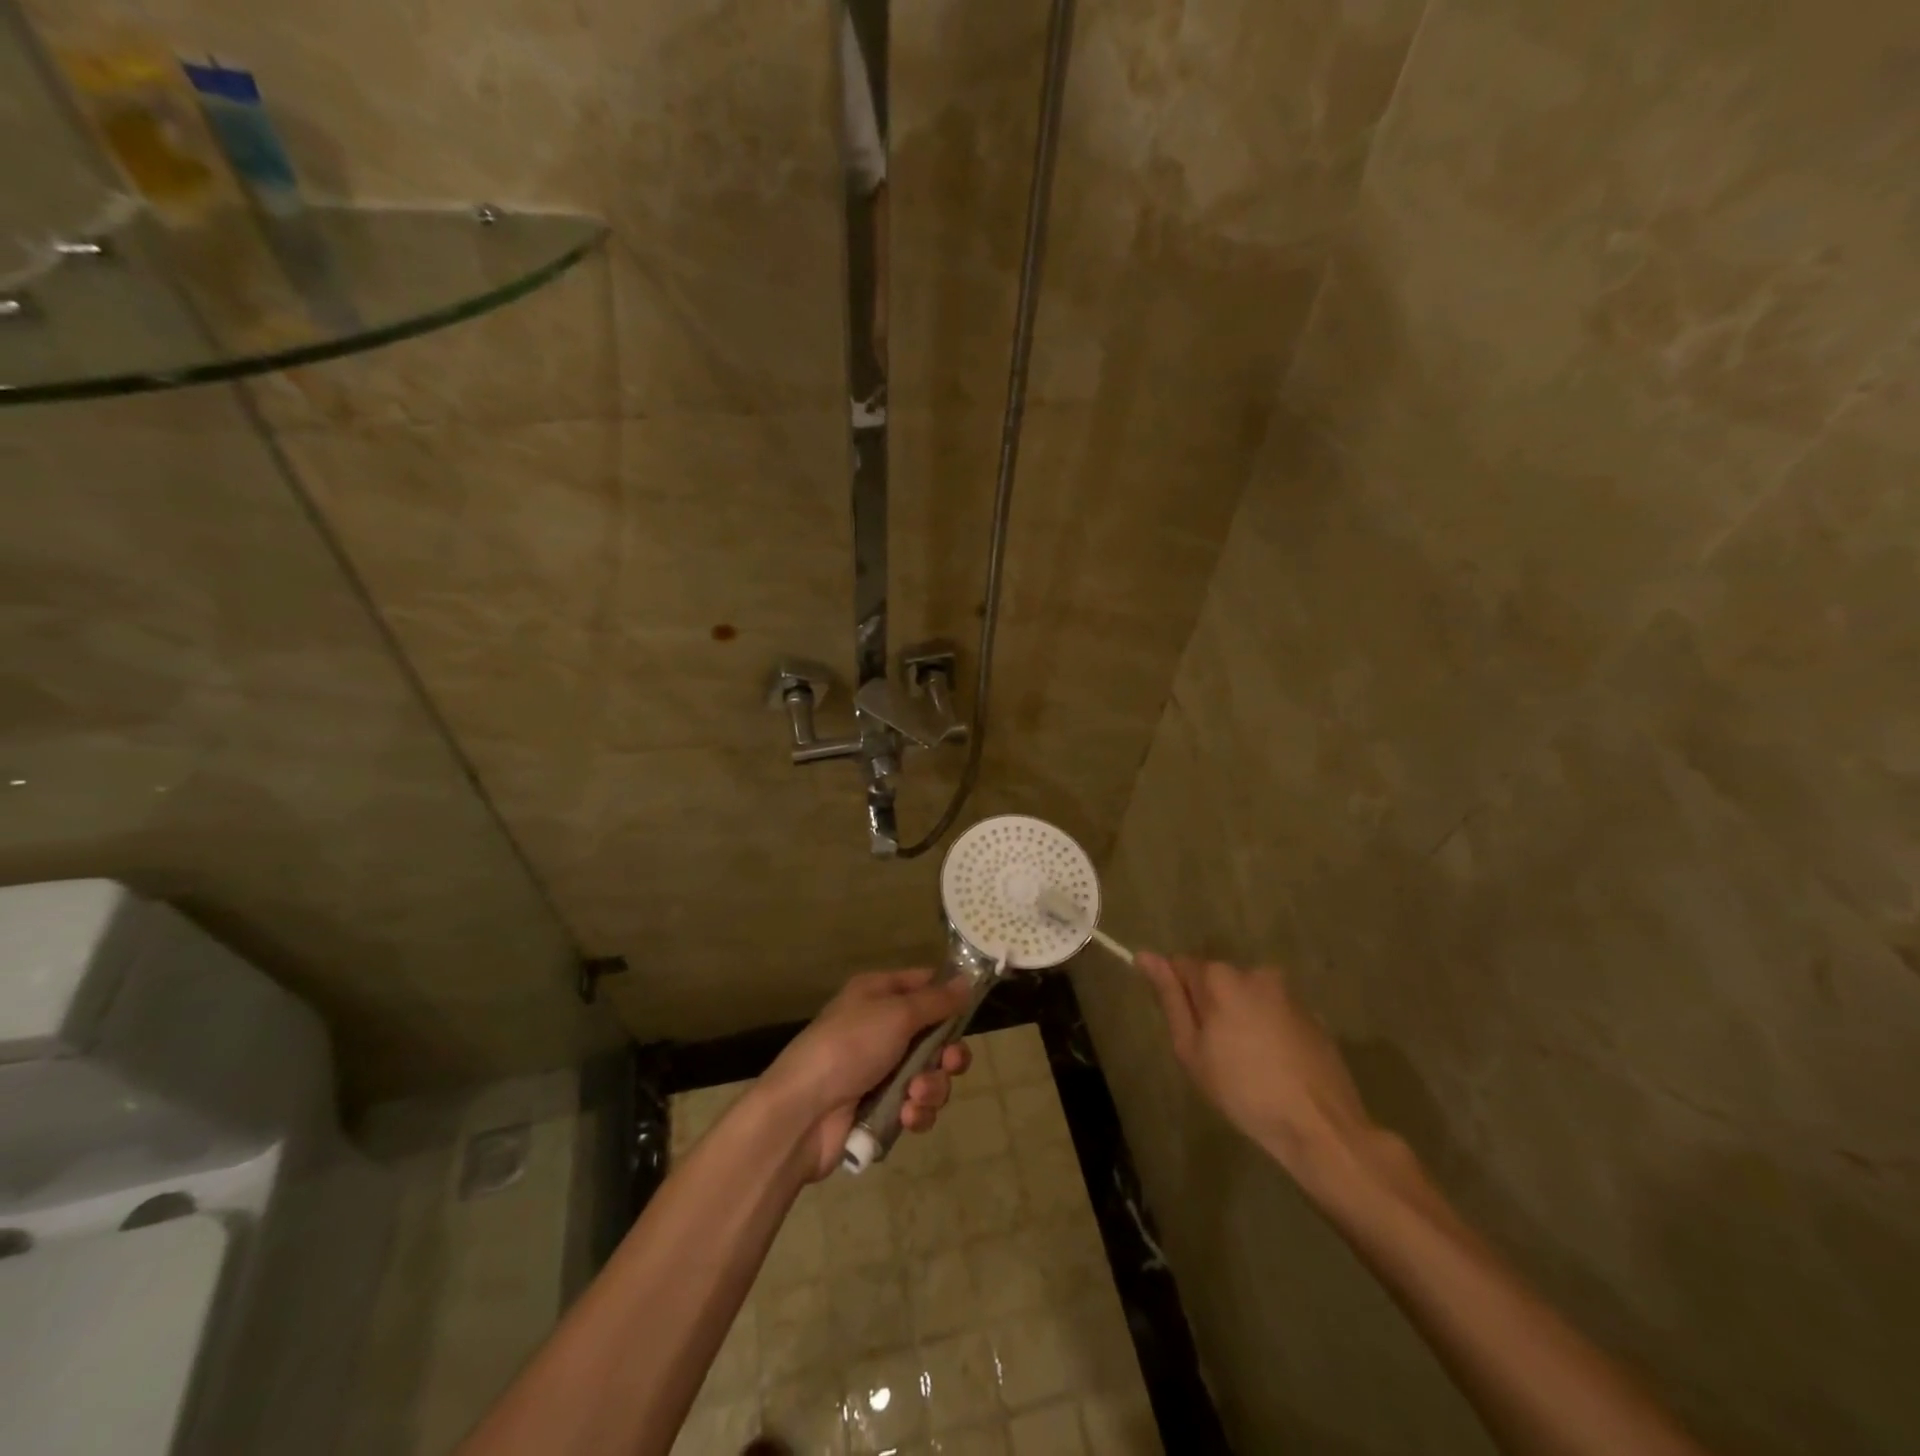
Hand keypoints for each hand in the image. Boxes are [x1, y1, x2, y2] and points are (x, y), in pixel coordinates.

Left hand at [759, 969, 972, 1180]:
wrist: (803, 1113)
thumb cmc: (849, 1047)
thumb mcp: (896, 1014)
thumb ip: (936, 1001)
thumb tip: (966, 981)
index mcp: (878, 995)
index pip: (924, 984)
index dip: (948, 996)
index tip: (970, 1011)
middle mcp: (881, 1028)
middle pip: (935, 1036)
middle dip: (948, 1054)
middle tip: (949, 1063)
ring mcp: (881, 1071)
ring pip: (930, 1075)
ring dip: (932, 1087)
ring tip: (915, 1094)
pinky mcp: (881, 1108)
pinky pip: (916, 1106)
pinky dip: (916, 1112)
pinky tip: (905, 1116)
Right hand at [1137, 954, 1380, 1187]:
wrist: (1320, 1126)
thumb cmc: (1243, 1090)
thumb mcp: (1191, 1049)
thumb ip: (1170, 998)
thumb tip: (1146, 956)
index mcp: (1221, 977)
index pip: (1181, 965)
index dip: (1176, 994)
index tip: (1182, 1027)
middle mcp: (1256, 972)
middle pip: (1216, 979)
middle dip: (1209, 1006)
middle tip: (1211, 1053)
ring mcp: (1288, 992)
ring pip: (1246, 996)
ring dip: (1238, 1017)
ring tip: (1245, 1063)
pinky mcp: (1313, 1015)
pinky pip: (1274, 1012)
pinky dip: (1266, 1029)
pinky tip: (1272, 1066)